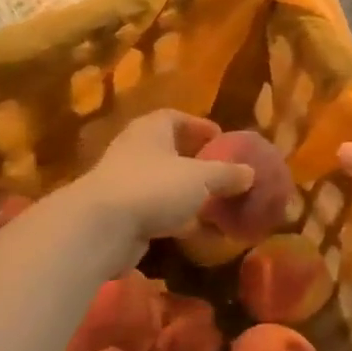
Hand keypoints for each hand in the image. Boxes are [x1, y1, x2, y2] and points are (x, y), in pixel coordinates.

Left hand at [75, 109, 253, 266]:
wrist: (101, 228)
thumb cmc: (154, 187)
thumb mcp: (201, 177)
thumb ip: (227, 174)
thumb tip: (250, 173)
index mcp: (150, 130)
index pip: (174, 117)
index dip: (198, 126)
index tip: (220, 138)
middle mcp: (134, 151)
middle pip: (167, 151)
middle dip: (193, 162)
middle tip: (219, 173)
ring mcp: (124, 184)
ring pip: (161, 184)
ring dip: (184, 194)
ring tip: (212, 205)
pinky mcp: (120, 216)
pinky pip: (154, 212)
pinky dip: (174, 219)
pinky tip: (194, 232)